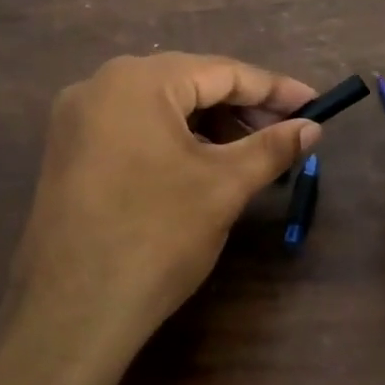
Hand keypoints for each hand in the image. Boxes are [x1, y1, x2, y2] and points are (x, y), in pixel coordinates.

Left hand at [6, 52, 320, 376]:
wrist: (72, 312)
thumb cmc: (156, 237)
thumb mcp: (223, 187)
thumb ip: (271, 148)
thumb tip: (312, 128)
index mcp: (137, 81)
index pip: (221, 71)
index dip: (274, 89)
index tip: (314, 105)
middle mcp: (100, 86)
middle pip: (188, 84)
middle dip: (242, 108)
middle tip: (287, 133)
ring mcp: (77, 121)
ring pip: (161, 108)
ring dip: (210, 126)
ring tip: (251, 153)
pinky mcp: (69, 153)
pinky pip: (134, 130)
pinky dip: (175, 141)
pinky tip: (203, 166)